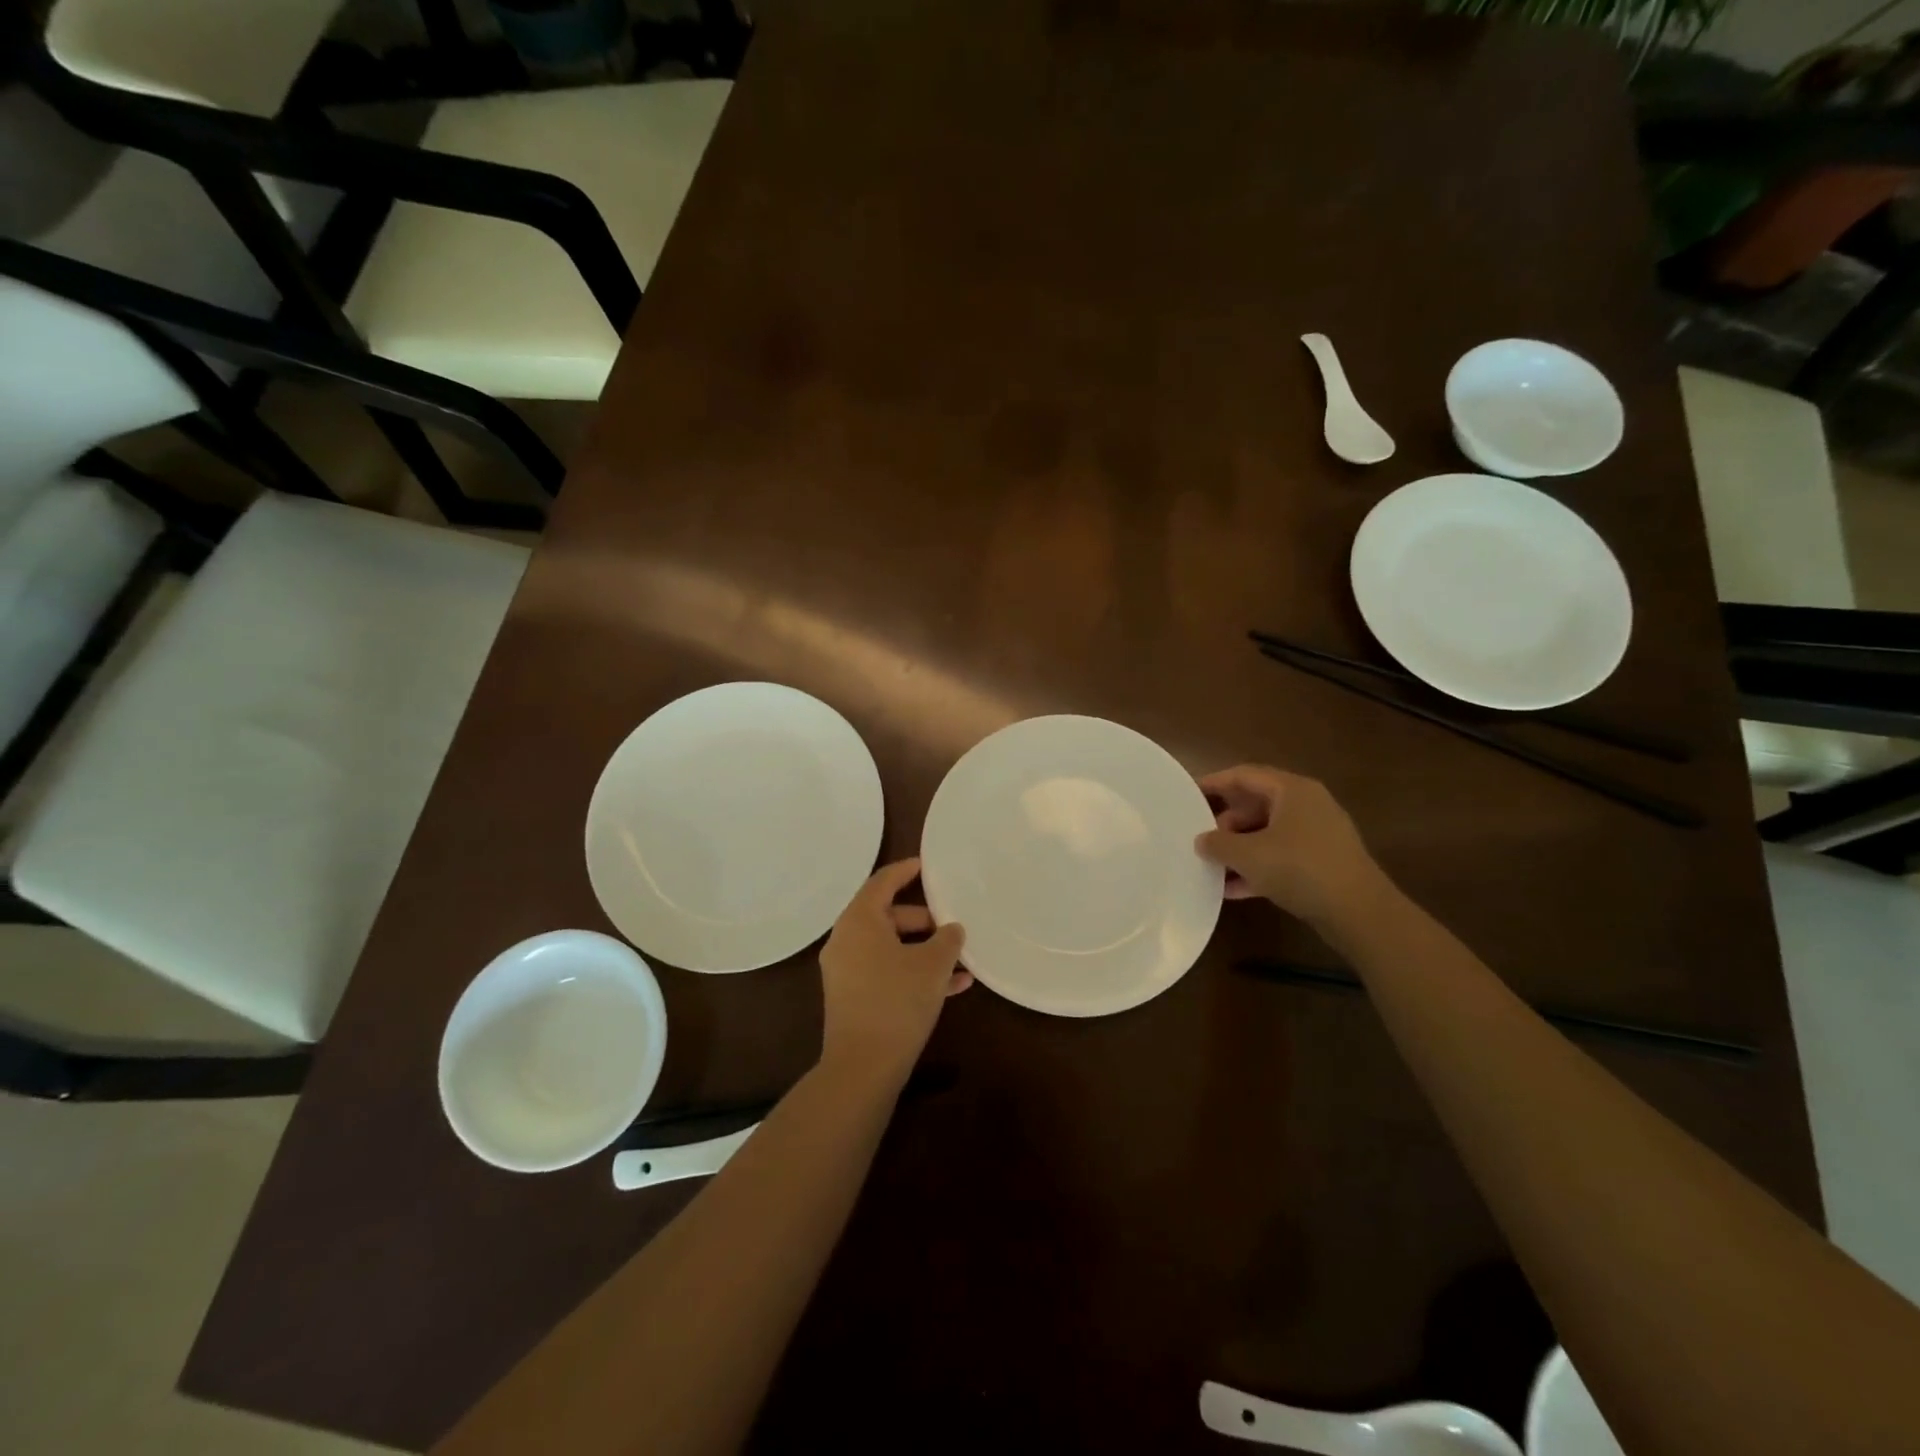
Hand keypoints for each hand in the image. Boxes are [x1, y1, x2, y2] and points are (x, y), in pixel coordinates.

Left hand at [819, 858, 970, 1087]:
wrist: (863, 1067)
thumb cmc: (897, 1002)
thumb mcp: (932, 965)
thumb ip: (947, 939)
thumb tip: (952, 929)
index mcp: (859, 921)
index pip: (882, 882)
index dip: (906, 870)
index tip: (928, 865)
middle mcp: (846, 940)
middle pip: (888, 916)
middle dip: (924, 920)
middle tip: (953, 926)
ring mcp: (847, 970)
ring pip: (891, 947)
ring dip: (924, 950)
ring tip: (961, 960)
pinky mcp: (853, 997)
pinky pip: (886, 971)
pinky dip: (913, 972)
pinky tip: (953, 987)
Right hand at [1196, 765, 1387, 929]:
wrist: (1359, 912)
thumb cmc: (1299, 868)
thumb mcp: (1248, 855)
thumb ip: (1218, 844)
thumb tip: (1202, 840)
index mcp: (1292, 790)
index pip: (1244, 775)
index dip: (1214, 783)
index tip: (1188, 794)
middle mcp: (1307, 805)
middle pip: (1256, 805)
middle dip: (1226, 823)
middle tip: (1201, 839)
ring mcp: (1318, 835)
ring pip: (1267, 834)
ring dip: (1239, 850)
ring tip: (1212, 867)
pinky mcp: (1323, 863)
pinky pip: (1281, 857)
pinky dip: (1258, 868)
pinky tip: (1234, 890)